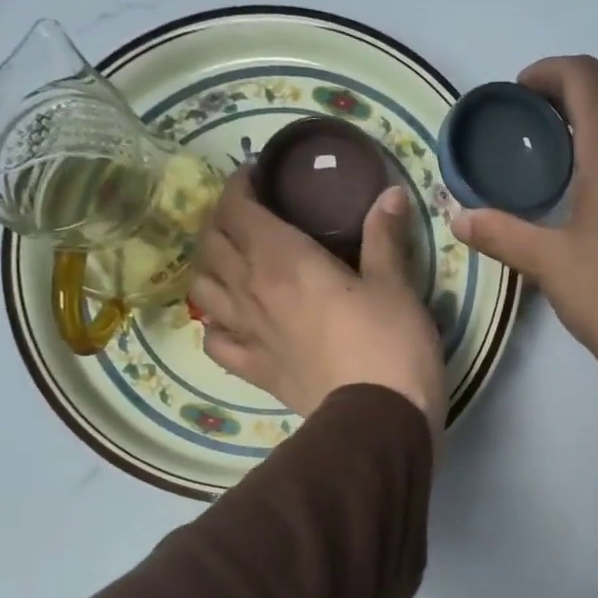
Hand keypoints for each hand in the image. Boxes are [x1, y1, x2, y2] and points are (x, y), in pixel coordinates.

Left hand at [189, 174, 445, 439]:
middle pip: (212, 242)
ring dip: (210, 266)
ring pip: (201, 287)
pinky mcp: (254, 370)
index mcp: (283, 259)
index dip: (241, 186)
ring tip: (234, 261)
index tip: (260, 178)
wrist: (379, 420)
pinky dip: (215, 322)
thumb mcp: (395, 286)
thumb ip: (384, 237)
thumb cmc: (391, 344)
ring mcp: (247, 333)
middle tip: (252, 215)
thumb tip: (389, 193)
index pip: (237, 208)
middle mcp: (252, 290)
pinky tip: (232, 318)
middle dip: (224, 219)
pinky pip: (214, 340)